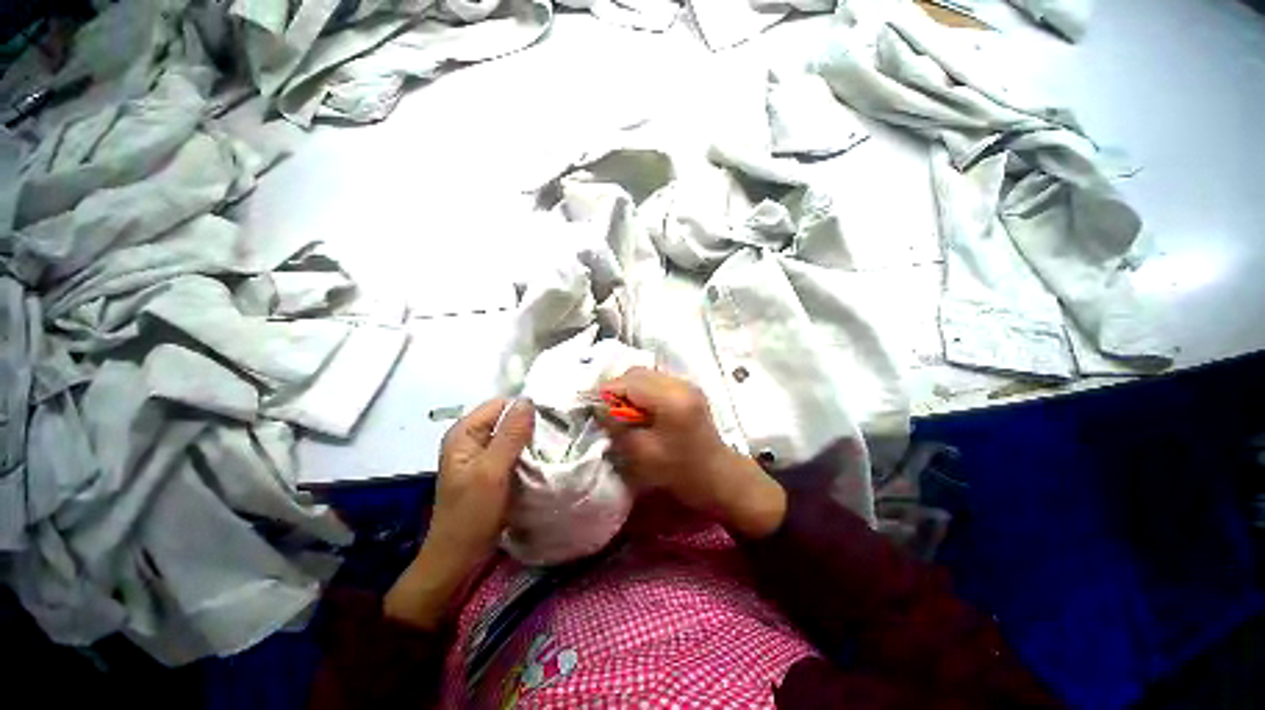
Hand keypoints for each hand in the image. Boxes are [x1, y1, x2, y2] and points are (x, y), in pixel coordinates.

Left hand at [385, 398, 534, 627]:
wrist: (459, 556)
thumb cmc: (471, 513)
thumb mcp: (492, 471)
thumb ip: (510, 434)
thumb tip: (529, 400)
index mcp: (464, 432)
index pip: (501, 404)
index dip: (524, 410)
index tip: (549, 422)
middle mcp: (471, 438)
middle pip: (507, 418)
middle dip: (529, 425)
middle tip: (554, 436)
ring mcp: (481, 454)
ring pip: (512, 435)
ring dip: (530, 440)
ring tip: (552, 446)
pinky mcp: (491, 469)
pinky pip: (513, 450)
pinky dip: (527, 452)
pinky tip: (541, 459)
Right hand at [596, 368, 785, 538]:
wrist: (719, 476)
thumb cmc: (680, 471)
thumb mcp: (642, 453)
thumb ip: (618, 425)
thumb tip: (599, 406)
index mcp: (671, 399)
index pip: (630, 382)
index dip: (607, 391)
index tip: (593, 406)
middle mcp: (680, 383)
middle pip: (638, 372)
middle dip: (617, 387)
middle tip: (606, 409)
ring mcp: (687, 384)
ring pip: (646, 374)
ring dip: (630, 388)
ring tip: (622, 410)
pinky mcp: (688, 389)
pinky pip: (657, 381)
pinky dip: (642, 390)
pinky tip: (640, 408)